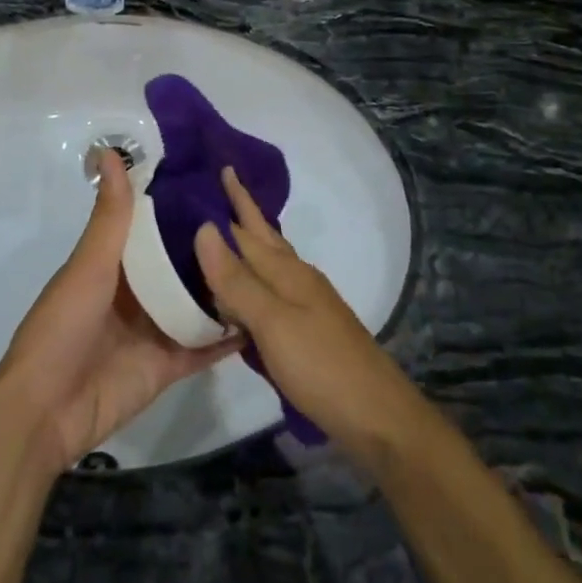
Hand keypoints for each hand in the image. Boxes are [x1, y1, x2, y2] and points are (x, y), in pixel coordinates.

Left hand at [0, 149, 241, 473]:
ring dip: (224, 285)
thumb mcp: (88, 265)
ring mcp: (155, 329)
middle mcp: (138, 291)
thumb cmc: (62, 327)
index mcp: (115, 263)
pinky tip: (262, 314)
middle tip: (255, 220)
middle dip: (210, 245)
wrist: (45, 413)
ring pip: (197, 301)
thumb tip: (111, 152)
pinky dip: (228, 334)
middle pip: (180, 262)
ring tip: (267, 260)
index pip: (154, 224)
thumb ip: (110, 216)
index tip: (218, 180)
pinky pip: (204, 346)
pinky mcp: (169, 364)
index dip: (181, 203)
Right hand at [195, 168, 424, 466]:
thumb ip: (237, 279)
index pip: (249, 226)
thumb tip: (204, 227)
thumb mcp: (273, 322)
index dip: (234, 198)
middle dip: (241, 211)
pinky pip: (270, 290)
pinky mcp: (305, 329)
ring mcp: (305, 303)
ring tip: (218, 233)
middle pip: (263, 236)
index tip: (217, 166)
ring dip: (245, 244)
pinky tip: (240, 293)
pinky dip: (251, 281)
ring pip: (268, 262)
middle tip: (214, 185)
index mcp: (287, 270)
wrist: (377, 416)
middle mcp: (296, 278)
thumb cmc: (321, 365)